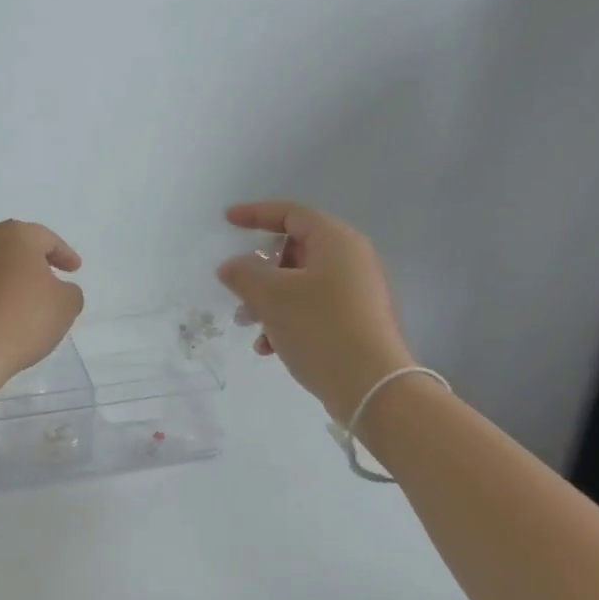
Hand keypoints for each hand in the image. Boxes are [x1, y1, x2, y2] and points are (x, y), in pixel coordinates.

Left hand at [0, 220, 84, 393]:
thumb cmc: (21, 320)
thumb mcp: (65, 306)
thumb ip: (70, 291)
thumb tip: (58, 289)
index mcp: (15, 234)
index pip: (47, 240)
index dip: (65, 255)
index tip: (75, 270)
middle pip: (17, 246)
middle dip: (35, 262)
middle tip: (52, 279)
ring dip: (12, 277)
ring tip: (26, 299)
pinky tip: (3, 311)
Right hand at [217, 201, 412, 421]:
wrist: (371, 386)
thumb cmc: (320, 328)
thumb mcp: (272, 296)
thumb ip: (244, 274)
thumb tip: (231, 266)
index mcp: (336, 241)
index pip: (291, 214)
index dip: (256, 214)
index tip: (227, 221)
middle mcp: (351, 260)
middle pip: (295, 250)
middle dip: (259, 270)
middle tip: (237, 289)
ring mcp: (356, 292)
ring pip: (300, 284)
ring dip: (268, 300)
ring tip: (248, 325)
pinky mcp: (355, 322)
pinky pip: (312, 309)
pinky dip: (286, 320)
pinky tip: (269, 348)